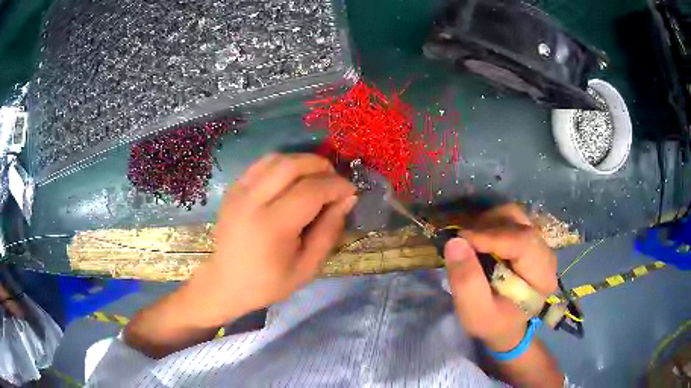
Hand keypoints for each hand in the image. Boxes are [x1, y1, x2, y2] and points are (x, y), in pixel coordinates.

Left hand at [187, 153, 356, 325]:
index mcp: (272, 226)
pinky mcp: (233, 189)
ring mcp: (239, 191)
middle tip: (334, 180)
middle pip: (292, 165)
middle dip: (321, 166)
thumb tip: (347, 199)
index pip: (311, 190)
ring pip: (276, 159)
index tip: (350, 191)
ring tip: (316, 178)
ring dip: (303, 162)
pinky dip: (283, 165)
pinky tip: (292, 179)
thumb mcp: (307, 268)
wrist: (226, 283)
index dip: (336, 186)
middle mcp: (252, 201)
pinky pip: (262, 164)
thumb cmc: (268, 283)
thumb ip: (329, 231)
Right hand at [444, 204, 557, 351]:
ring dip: (487, 223)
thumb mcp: (475, 313)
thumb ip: (466, 282)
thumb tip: (454, 242)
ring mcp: (538, 243)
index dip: (491, 236)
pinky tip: (478, 240)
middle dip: (487, 226)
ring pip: (514, 215)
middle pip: (519, 222)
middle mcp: (546, 253)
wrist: (507, 327)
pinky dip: (491, 224)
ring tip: (469, 240)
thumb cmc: (493, 323)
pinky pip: (510, 220)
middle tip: (462, 241)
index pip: (522, 241)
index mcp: (541, 276)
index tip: (460, 239)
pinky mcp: (528, 240)